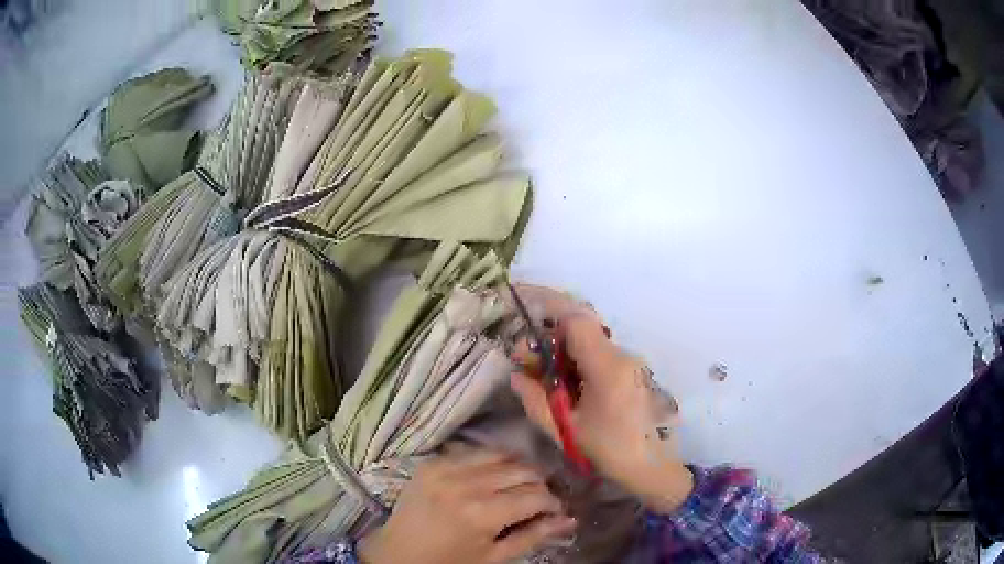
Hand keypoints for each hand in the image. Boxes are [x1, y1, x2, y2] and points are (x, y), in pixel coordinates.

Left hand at [358, 447, 576, 563]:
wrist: (398, 554)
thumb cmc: (450, 563)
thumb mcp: (494, 558)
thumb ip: (533, 536)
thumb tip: (570, 520)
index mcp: (482, 514)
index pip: (535, 495)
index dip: (553, 502)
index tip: (556, 511)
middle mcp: (465, 484)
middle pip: (522, 470)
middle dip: (539, 484)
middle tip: (539, 500)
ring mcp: (445, 468)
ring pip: (501, 454)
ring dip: (517, 469)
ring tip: (518, 486)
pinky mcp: (432, 462)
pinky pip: (473, 452)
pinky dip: (490, 462)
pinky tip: (491, 478)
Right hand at [508, 285, 693, 513]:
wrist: (653, 467)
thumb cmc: (610, 451)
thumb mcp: (566, 430)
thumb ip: (536, 400)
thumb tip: (516, 376)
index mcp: (607, 367)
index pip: (576, 320)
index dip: (549, 306)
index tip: (523, 307)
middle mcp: (621, 356)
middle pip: (581, 327)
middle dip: (548, 336)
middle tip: (524, 360)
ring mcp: (629, 362)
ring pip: (588, 341)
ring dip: (561, 350)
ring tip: (538, 374)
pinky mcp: (630, 372)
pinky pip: (598, 355)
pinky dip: (575, 361)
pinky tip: (563, 384)